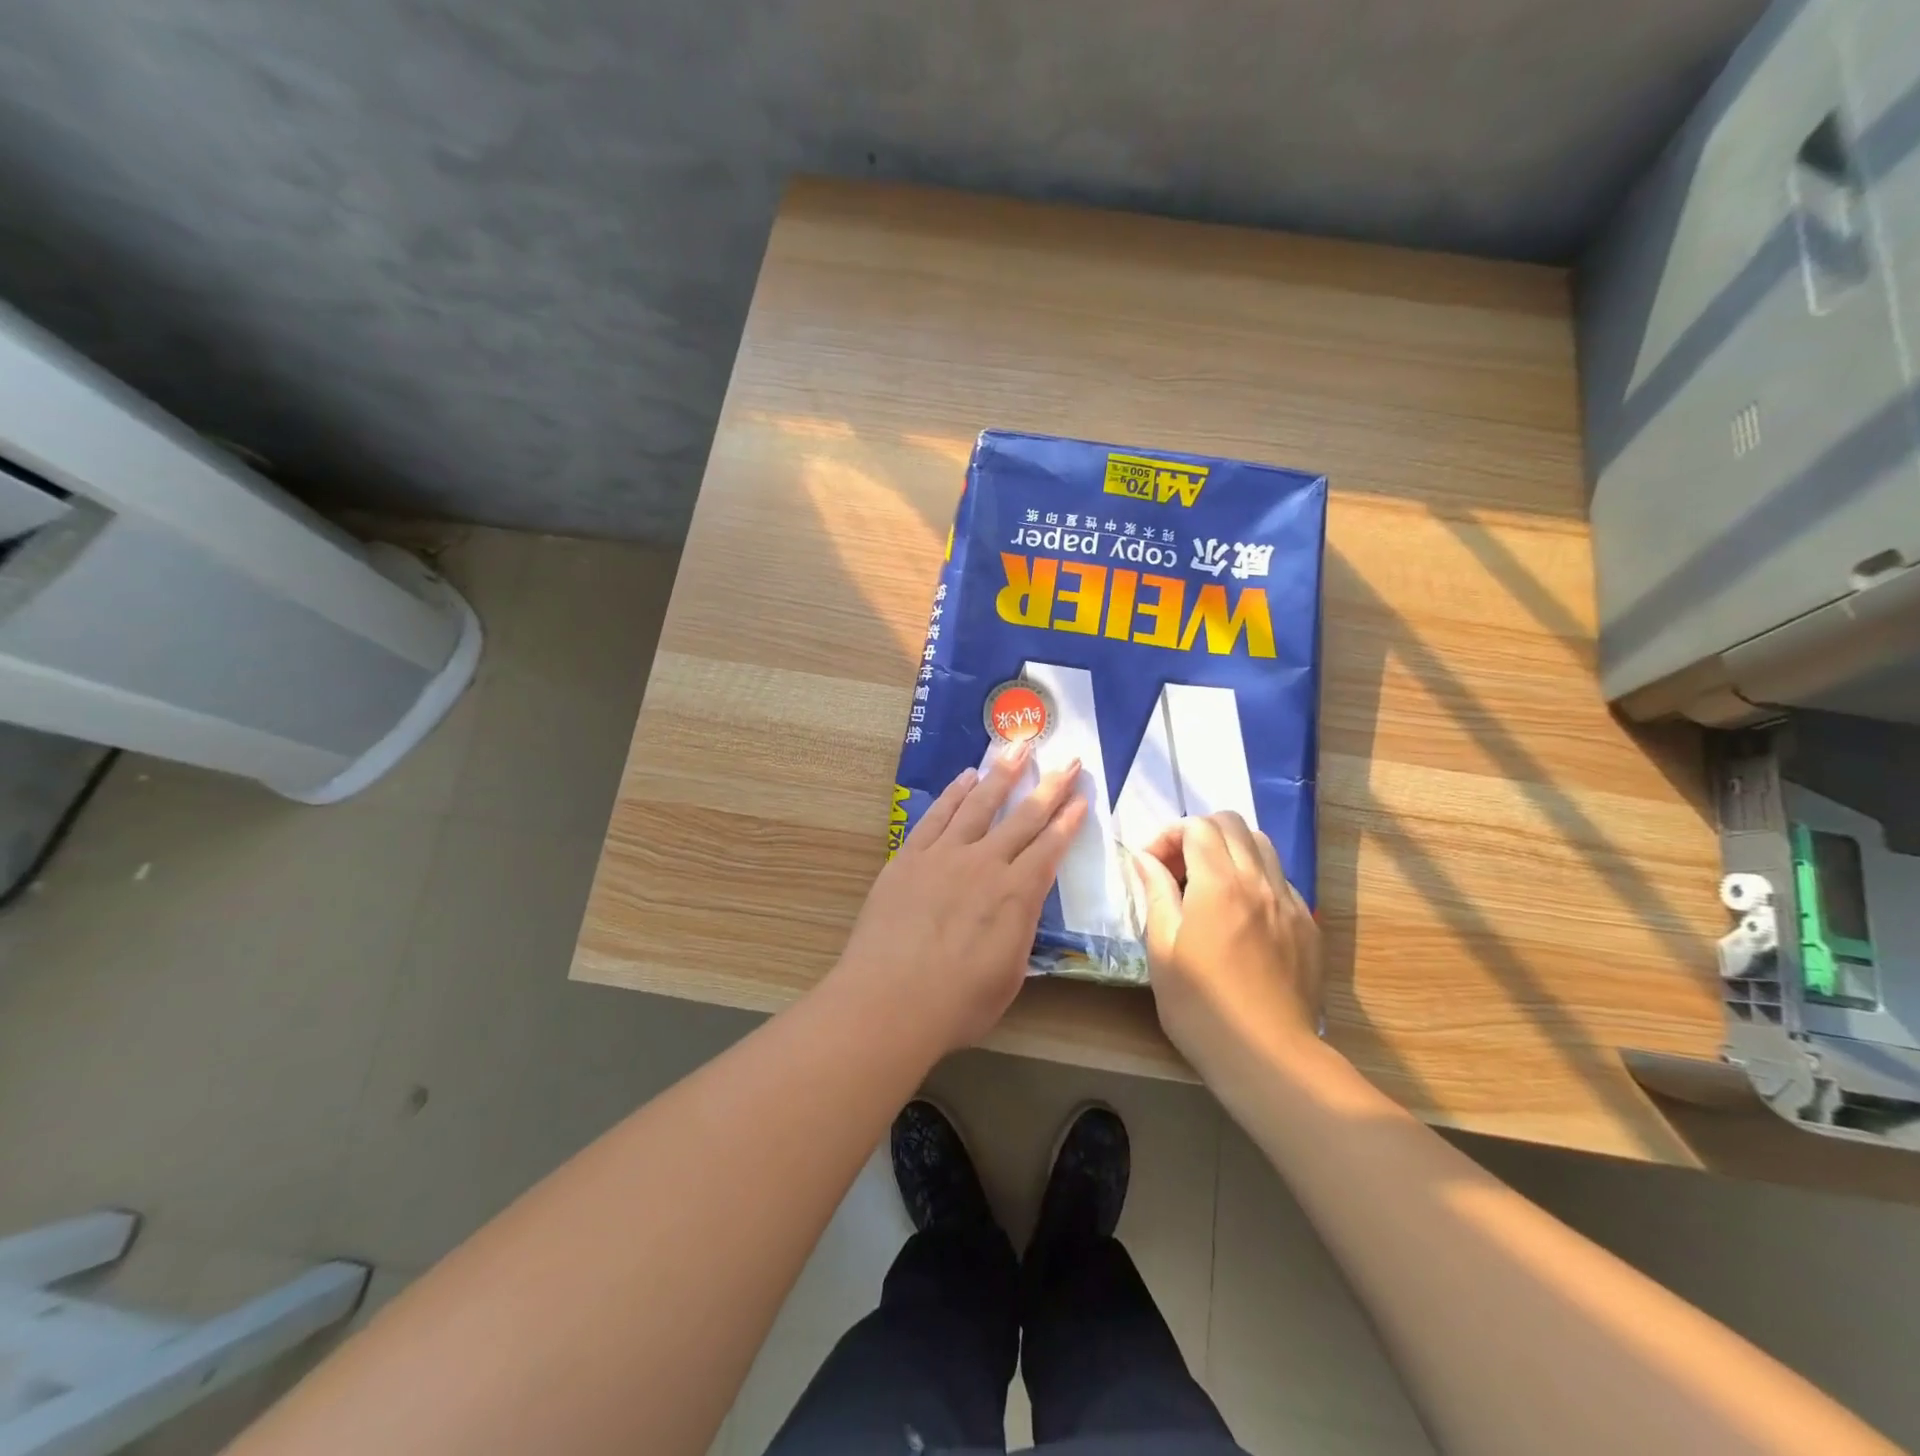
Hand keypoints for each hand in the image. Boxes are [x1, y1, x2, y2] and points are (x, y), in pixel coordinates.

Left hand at [830, 743, 1088, 1056]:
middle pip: (1023, 816)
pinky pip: (937, 815)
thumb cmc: (956, 1003)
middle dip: (1050, 786)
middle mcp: (985, 864)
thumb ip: (1019, 932)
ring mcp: (944, 855)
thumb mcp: (1009, 976)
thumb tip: (1021, 907)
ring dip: (1001, 774)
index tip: (1081, 797)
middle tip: (1067, 760)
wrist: (888, 1001)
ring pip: (979, 804)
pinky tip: (965, 777)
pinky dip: (954, 793)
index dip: (1068, 821)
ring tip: (1017, 748)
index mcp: (1016, 895)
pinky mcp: (909, 857)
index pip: (1050, 848)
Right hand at [1132, 812, 1323, 1075]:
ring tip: (1208, 883)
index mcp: (1219, 885)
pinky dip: (1254, 877)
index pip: (1196, 826)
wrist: (1269, 1056)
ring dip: (1229, 849)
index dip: (1168, 835)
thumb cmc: (1201, 1007)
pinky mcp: (1307, 925)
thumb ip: (1156, 894)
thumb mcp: (1162, 950)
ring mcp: (1289, 902)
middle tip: (1177, 868)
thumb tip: (1145, 858)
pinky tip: (1239, 913)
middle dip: (1198, 833)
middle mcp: (1259, 882)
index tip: (1151, 864)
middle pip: (1232, 824)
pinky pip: (1279, 879)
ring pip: (1261, 845)